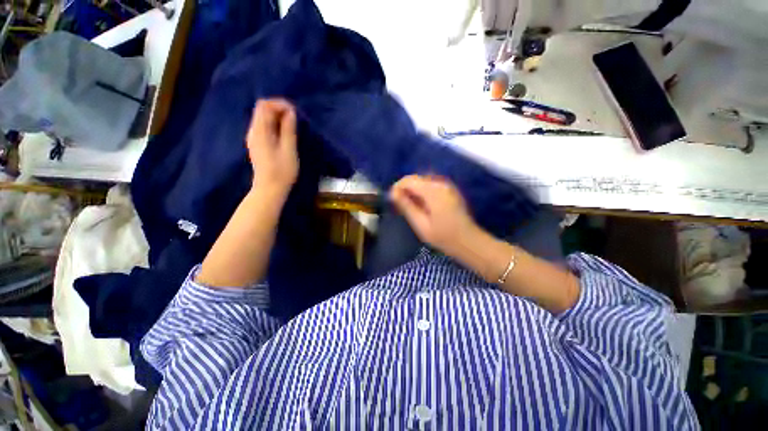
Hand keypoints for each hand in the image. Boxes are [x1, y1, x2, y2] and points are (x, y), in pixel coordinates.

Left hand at [246, 99, 298, 199]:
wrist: (269, 189)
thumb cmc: (282, 171)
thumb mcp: (289, 150)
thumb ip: (288, 130)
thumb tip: (290, 112)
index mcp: (260, 131)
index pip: (264, 106)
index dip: (279, 104)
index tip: (294, 111)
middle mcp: (253, 131)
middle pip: (262, 110)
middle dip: (279, 109)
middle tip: (295, 118)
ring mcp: (254, 138)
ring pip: (263, 118)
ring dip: (277, 117)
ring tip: (292, 125)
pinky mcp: (257, 144)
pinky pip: (264, 127)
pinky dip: (274, 125)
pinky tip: (285, 133)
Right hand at [389, 174, 479, 256]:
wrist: (468, 241)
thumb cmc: (443, 236)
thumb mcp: (420, 224)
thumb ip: (406, 206)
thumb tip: (393, 193)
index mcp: (433, 191)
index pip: (408, 180)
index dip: (397, 188)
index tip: (392, 201)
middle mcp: (440, 183)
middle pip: (415, 179)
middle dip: (405, 190)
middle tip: (400, 206)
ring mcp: (446, 185)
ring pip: (422, 181)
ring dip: (413, 191)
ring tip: (409, 207)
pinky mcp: (449, 190)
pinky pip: (430, 185)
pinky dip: (422, 192)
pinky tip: (421, 206)